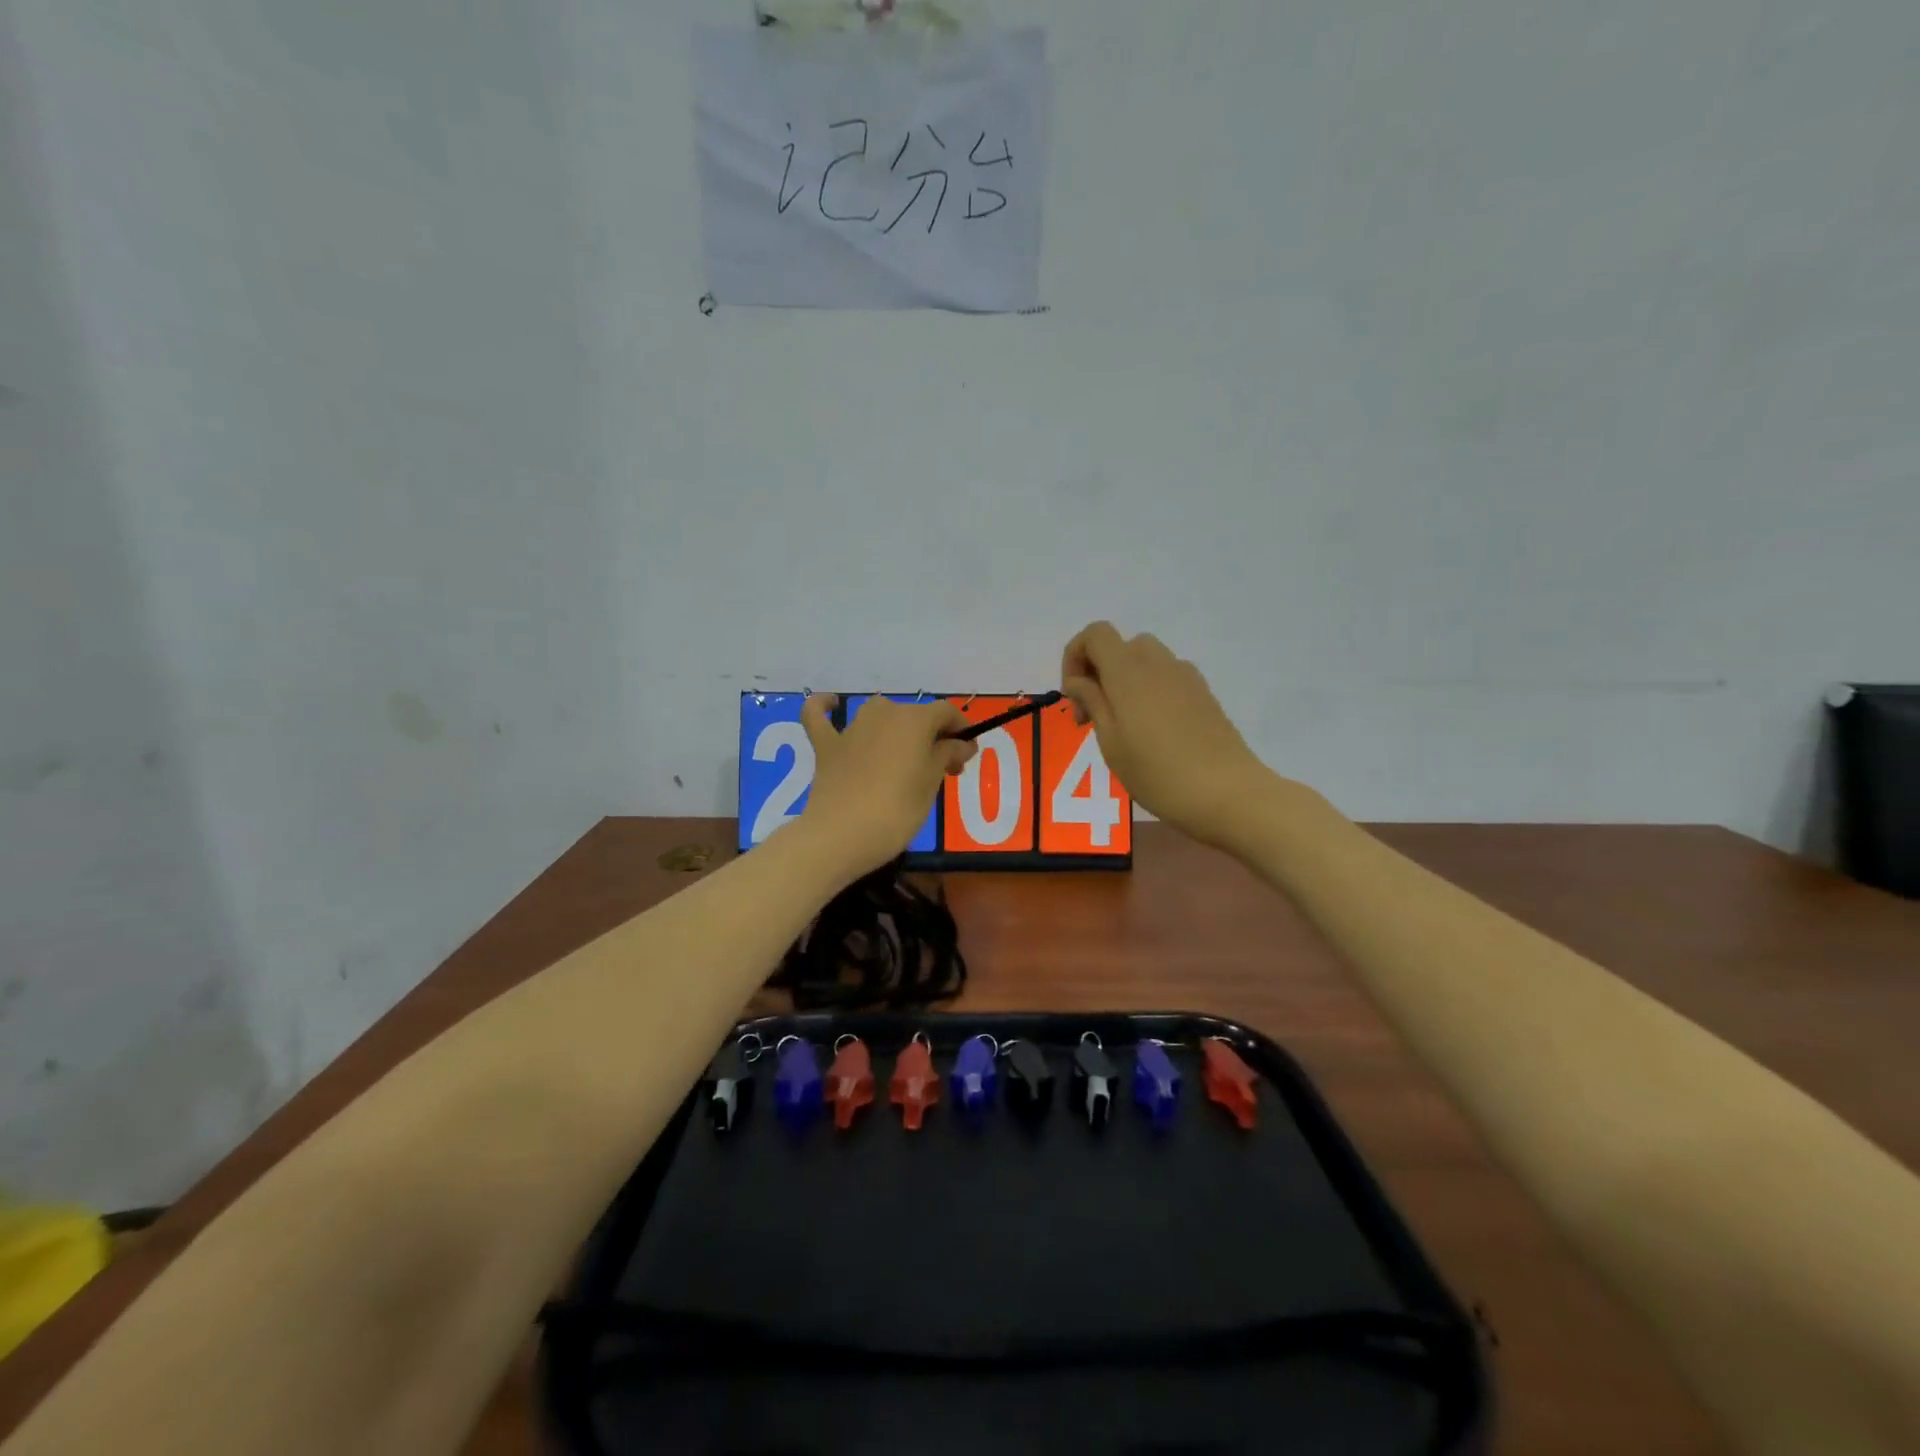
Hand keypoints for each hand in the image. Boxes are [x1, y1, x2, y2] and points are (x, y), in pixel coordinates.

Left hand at [796, 694, 975, 878]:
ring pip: (879, 716)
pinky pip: (820, 717)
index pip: (946, 712)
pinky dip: (826, 708)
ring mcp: (851, 728)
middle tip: (942, 770)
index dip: (960, 729)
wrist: (841, 835)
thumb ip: (947, 755)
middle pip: (915, 716)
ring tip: (904, 758)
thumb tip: (962, 743)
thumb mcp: (932, 784)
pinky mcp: (825, 745)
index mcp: (914, 720)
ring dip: (894, 729)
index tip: (966, 754)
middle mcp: (883, 713)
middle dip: (932, 737)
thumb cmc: (897, 810)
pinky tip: (831, 704)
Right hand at [1060, 622, 1276, 848]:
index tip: (1074, 696)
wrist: (1228, 793)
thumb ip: (1092, 702)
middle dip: (1098, 672)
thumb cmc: (1158, 773)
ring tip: (1121, 727)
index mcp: (1129, 671)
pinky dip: (1148, 691)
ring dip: (1124, 682)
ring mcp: (1185, 676)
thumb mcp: (1111, 742)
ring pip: (1144, 661)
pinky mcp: (1203, 694)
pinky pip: (1166, 677)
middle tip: (1093, 717)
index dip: (1075, 656)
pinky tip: (1152, 733)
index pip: (1095, 634)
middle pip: (1120, 646)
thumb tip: (1079, 680)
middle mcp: (1158, 663)